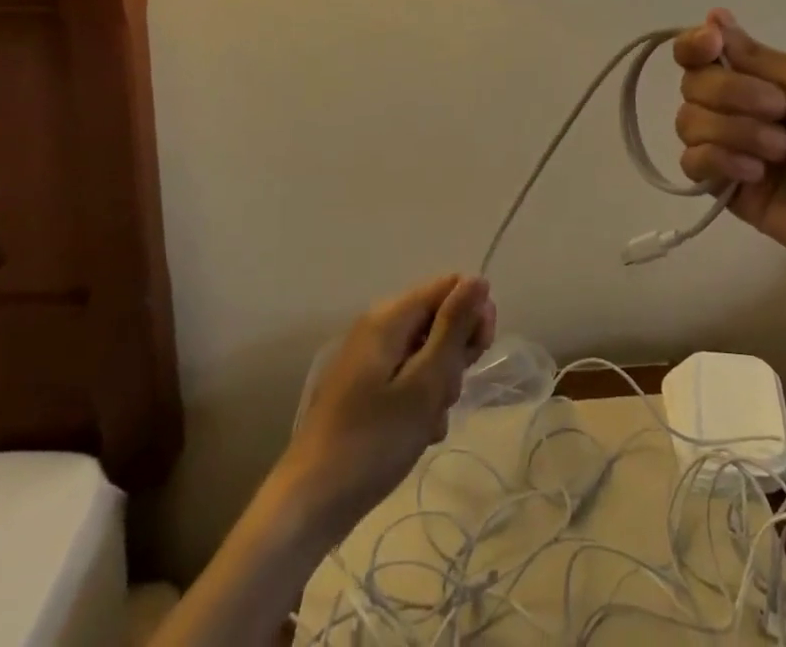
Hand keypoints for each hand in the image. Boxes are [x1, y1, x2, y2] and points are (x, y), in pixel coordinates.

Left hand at [275, 275, 496, 533]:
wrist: (307, 507)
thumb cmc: (372, 442)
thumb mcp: (424, 384)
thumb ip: (454, 328)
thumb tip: (478, 279)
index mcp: (390, 317)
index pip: (450, 287)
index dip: (472, 315)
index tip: (478, 356)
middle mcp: (378, 327)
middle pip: (438, 319)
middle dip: (455, 354)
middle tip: (448, 395)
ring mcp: (369, 360)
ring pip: (426, 353)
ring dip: (440, 383)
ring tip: (430, 422)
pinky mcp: (365, 390)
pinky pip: (408, 378)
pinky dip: (421, 400)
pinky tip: (419, 434)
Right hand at [674, 10, 785, 289]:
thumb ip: (756, 57)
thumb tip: (712, 14)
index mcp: (768, 78)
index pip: (705, 52)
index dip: (695, 45)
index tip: (710, 45)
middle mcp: (744, 109)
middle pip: (694, 85)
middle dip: (731, 92)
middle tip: (779, 110)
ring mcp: (737, 151)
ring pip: (689, 122)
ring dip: (733, 129)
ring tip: (780, 151)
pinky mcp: (732, 193)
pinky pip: (693, 165)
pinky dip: (718, 160)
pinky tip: (756, 173)